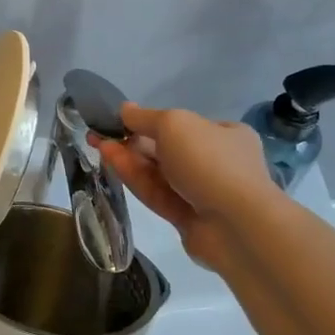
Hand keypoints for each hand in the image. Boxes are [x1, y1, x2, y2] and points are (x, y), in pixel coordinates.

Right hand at [91, 103, 272, 271]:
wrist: (236, 225)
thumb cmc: (210, 162)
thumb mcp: (174, 124)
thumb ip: (144, 117)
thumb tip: (124, 109)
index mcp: (226, 135)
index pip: (183, 125)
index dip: (149, 121)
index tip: (120, 120)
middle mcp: (218, 162)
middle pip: (167, 149)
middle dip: (133, 142)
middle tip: (100, 134)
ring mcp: (203, 194)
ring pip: (159, 174)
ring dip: (129, 159)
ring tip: (98, 145)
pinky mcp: (189, 219)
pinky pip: (158, 194)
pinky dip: (135, 179)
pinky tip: (112, 164)